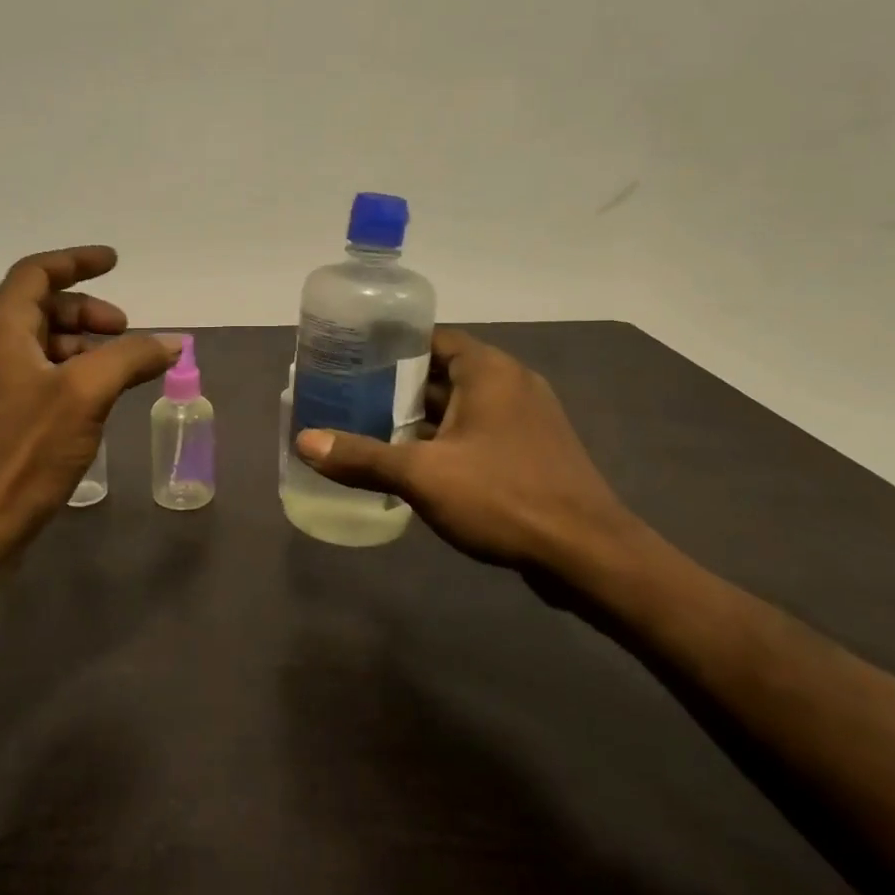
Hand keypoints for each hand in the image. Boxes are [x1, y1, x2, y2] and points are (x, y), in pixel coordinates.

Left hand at [0, 247, 177, 555]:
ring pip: (48, 345)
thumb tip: (173, 341)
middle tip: (126, 330)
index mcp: (4, 331)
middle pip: (43, 308)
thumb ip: (130, 358)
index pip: (36, 273)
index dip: (75, 261)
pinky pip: (49, 377)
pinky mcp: (9, 419)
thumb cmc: (25, 450)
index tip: (114, 262)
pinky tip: (103, 399)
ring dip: (87, 344)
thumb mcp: (85, 393)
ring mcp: (0, 386)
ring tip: (123, 367)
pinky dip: (80, 374)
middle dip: (89, 310)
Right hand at [295, 329, 650, 584]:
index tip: (352, 358)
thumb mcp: (423, 475)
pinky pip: (478, 433)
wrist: (589, 556)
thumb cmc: (504, 497)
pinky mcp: (532, 452)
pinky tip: (414, 464)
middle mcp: (510, 384)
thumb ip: (363, 457)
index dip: (391, 346)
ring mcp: (526, 419)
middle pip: (443, 372)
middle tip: (350, 396)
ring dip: (421, 417)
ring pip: (460, 406)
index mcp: (489, 370)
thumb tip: (305, 441)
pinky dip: (446, 440)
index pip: (431, 338)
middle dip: (398, 386)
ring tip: (370, 428)